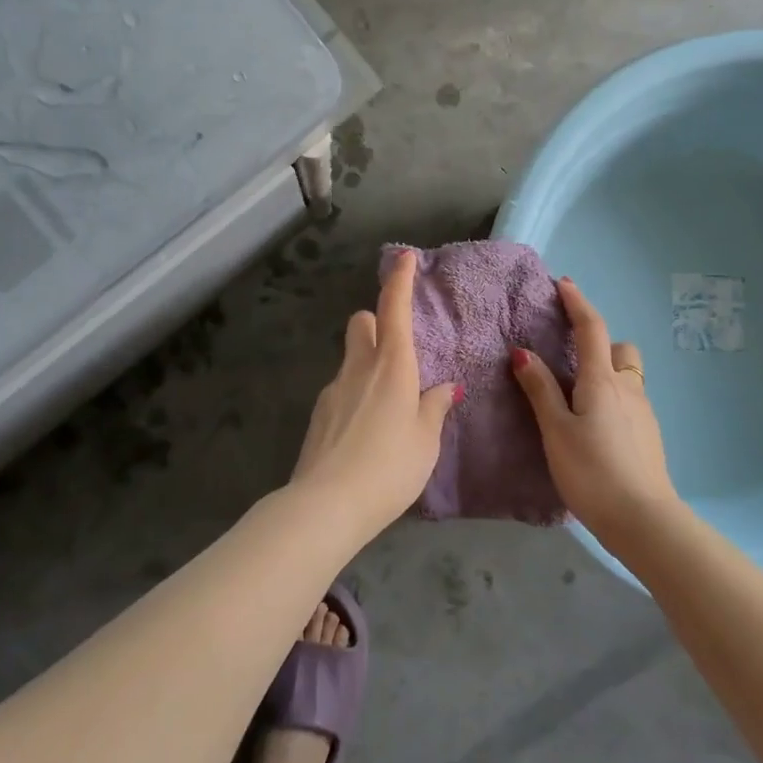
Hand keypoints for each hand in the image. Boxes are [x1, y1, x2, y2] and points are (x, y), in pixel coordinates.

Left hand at [290, 249, 461, 538]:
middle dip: (376, 322)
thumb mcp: (426, 440)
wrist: (327, 505)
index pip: (394, 308)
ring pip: (350, 359)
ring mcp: (333, 390)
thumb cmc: (390, 467)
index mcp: (392, 366)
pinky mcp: (318, 415)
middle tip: (396, 350)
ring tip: (388, 408)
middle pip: (361, 323)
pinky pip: (342, 391)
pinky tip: (366, 433)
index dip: (400, 280)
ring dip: (367, 365)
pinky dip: (356, 397)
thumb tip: (444, 388)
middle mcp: (359, 368)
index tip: (405, 258)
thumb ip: (434, 408)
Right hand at [512, 277, 678, 540]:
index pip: (591, 328)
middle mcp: (628, 388)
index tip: (564, 284)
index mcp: (602, 380)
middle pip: (620, 350)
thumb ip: (540, 390)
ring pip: (628, 377)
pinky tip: (597, 429)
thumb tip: (523, 352)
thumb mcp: (556, 430)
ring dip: (608, 374)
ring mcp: (644, 412)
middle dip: (600, 345)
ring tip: (579, 400)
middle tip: (572, 364)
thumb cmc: (592, 472)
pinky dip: (613, 399)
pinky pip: (631, 401)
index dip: (577, 303)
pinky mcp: (649, 435)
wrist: (643, 520)